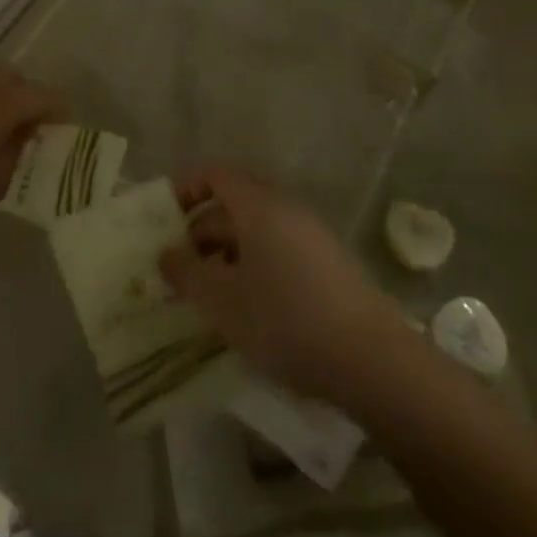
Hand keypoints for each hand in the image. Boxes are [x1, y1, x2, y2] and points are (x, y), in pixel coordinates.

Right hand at [158, 167, 395, 403]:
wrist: (373, 361)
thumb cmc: (286, 320)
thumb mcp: (222, 301)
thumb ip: (186, 273)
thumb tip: (165, 254)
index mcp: (258, 205)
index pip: (215, 174)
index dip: (186, 188)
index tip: (164, 219)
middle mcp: (286, 209)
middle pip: (234, 203)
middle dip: (200, 229)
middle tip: (178, 266)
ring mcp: (312, 236)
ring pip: (256, 230)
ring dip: (225, 252)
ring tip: (207, 292)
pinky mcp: (329, 264)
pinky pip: (278, 249)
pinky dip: (253, 265)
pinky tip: (247, 306)